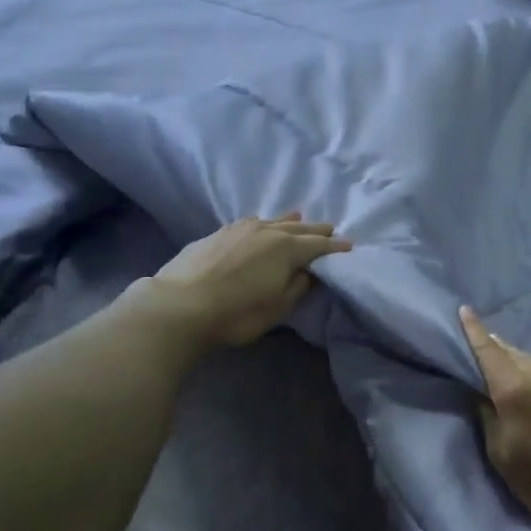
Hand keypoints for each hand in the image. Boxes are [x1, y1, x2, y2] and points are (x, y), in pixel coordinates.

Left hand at [151, 214, 350, 348]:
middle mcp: (266, 231)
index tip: (350, 247)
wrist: (180, 306)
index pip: (318, 245)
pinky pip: (249, 223)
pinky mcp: (216, 234)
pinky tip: (259, 223)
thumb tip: (309, 272)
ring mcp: (238, 229)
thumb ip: (298, 286)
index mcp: (286, 248)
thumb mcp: (278, 307)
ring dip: (289, 221)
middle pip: (298, 228)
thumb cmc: (237, 313)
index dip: (335, 247)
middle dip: (316, 229)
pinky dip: (262, 223)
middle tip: (331, 228)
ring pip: (271, 221)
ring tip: (299, 217)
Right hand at [459, 305, 530, 530]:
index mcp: (516, 388)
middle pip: (513, 353)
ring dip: (522, 367)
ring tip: (515, 381)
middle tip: (484, 354)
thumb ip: (488, 415)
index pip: (488, 350)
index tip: (464, 309)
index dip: (474, 330)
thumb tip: (482, 392)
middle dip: (496, 350)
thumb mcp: (501, 454)